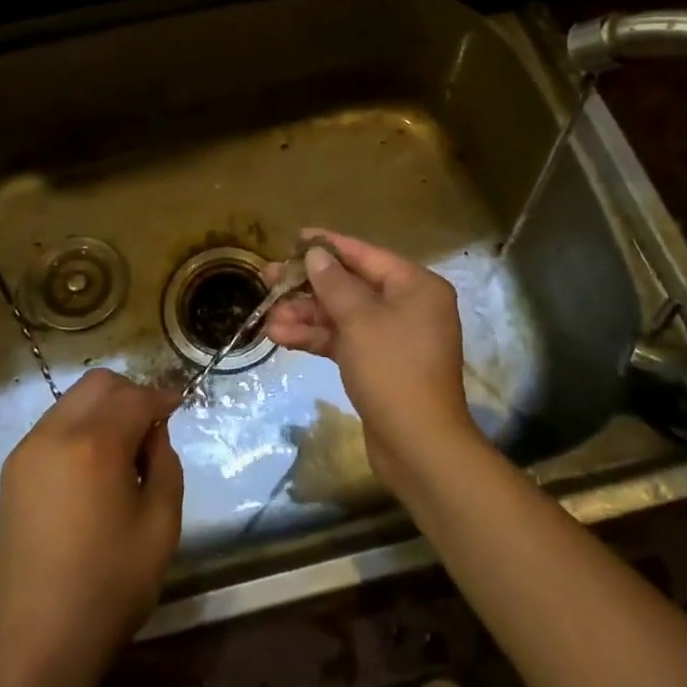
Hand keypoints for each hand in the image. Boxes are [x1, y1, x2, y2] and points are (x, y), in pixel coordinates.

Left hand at [0, 369, 183, 679]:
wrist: (36, 645)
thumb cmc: (108, 588)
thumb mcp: (160, 525)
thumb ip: (164, 464)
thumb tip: (153, 433)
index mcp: (95, 445)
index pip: (135, 397)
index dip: (162, 397)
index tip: (179, 405)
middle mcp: (55, 434)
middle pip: (99, 384)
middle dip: (130, 393)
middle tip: (151, 425)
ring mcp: (28, 450)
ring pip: (73, 401)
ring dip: (103, 409)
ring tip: (123, 449)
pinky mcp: (13, 471)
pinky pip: (54, 426)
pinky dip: (79, 428)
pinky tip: (93, 466)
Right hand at [264, 231, 482, 497]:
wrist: (419, 447)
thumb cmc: (393, 370)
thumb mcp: (359, 320)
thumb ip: (334, 283)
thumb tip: (316, 254)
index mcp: (415, 286)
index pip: (365, 255)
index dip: (328, 245)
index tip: (294, 238)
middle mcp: (407, 306)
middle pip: (350, 285)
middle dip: (308, 286)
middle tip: (267, 279)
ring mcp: (392, 337)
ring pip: (342, 315)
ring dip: (305, 316)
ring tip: (267, 318)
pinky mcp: (378, 364)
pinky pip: (344, 340)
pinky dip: (315, 337)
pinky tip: (280, 337)